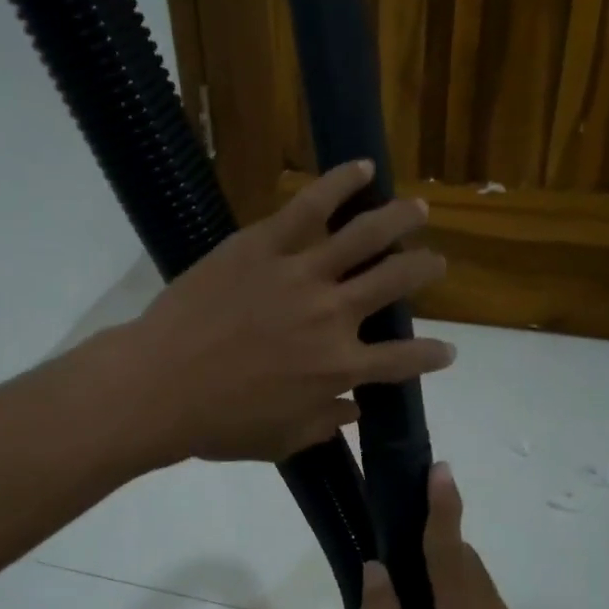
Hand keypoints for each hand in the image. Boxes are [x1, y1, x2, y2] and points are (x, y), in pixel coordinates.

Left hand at [119, 160, 454, 463]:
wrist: (160, 386)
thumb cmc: (219, 424)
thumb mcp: (282, 440)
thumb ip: (325, 424)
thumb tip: (356, 412)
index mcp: (339, 368)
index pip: (403, 360)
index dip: (432, 356)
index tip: (448, 351)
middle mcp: (333, 315)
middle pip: (396, 282)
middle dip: (425, 270)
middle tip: (436, 264)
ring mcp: (300, 274)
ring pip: (366, 235)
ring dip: (400, 219)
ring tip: (418, 210)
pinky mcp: (264, 244)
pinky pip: (309, 204)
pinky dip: (341, 182)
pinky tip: (364, 168)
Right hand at [360, 463, 531, 608]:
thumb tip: (378, 567)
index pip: (451, 553)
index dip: (444, 509)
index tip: (440, 470)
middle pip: (464, 560)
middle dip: (438, 538)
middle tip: (400, 533)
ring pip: (474, 576)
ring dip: (446, 565)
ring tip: (410, 585)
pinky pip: (480, 595)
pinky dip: (456, 587)